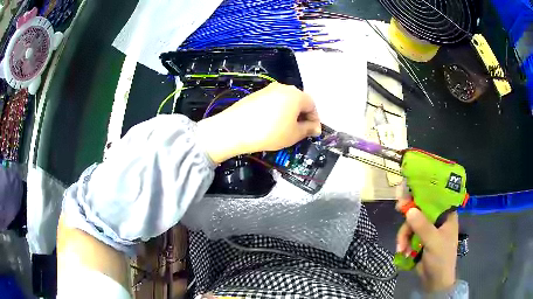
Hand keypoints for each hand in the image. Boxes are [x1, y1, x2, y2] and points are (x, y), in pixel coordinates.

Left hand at [196, 82, 320, 163]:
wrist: (234, 129)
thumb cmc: (270, 132)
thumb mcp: (294, 134)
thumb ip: (308, 129)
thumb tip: (316, 128)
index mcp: (296, 95)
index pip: (312, 105)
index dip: (314, 120)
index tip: (313, 133)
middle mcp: (283, 87)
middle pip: (299, 101)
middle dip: (302, 116)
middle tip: (299, 131)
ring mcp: (267, 89)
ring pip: (285, 101)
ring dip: (289, 113)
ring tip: (284, 129)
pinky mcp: (255, 94)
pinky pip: (272, 102)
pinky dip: (276, 111)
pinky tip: (270, 123)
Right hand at [396, 187, 457, 291]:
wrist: (435, 282)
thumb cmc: (441, 259)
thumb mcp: (433, 242)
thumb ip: (422, 226)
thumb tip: (409, 210)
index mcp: (446, 215)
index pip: (435, 198)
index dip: (421, 194)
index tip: (408, 194)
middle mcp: (438, 220)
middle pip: (420, 210)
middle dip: (409, 217)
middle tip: (398, 210)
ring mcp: (428, 230)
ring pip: (412, 224)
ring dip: (404, 236)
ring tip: (401, 249)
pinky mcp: (420, 240)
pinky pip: (409, 235)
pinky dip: (404, 242)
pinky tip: (403, 252)